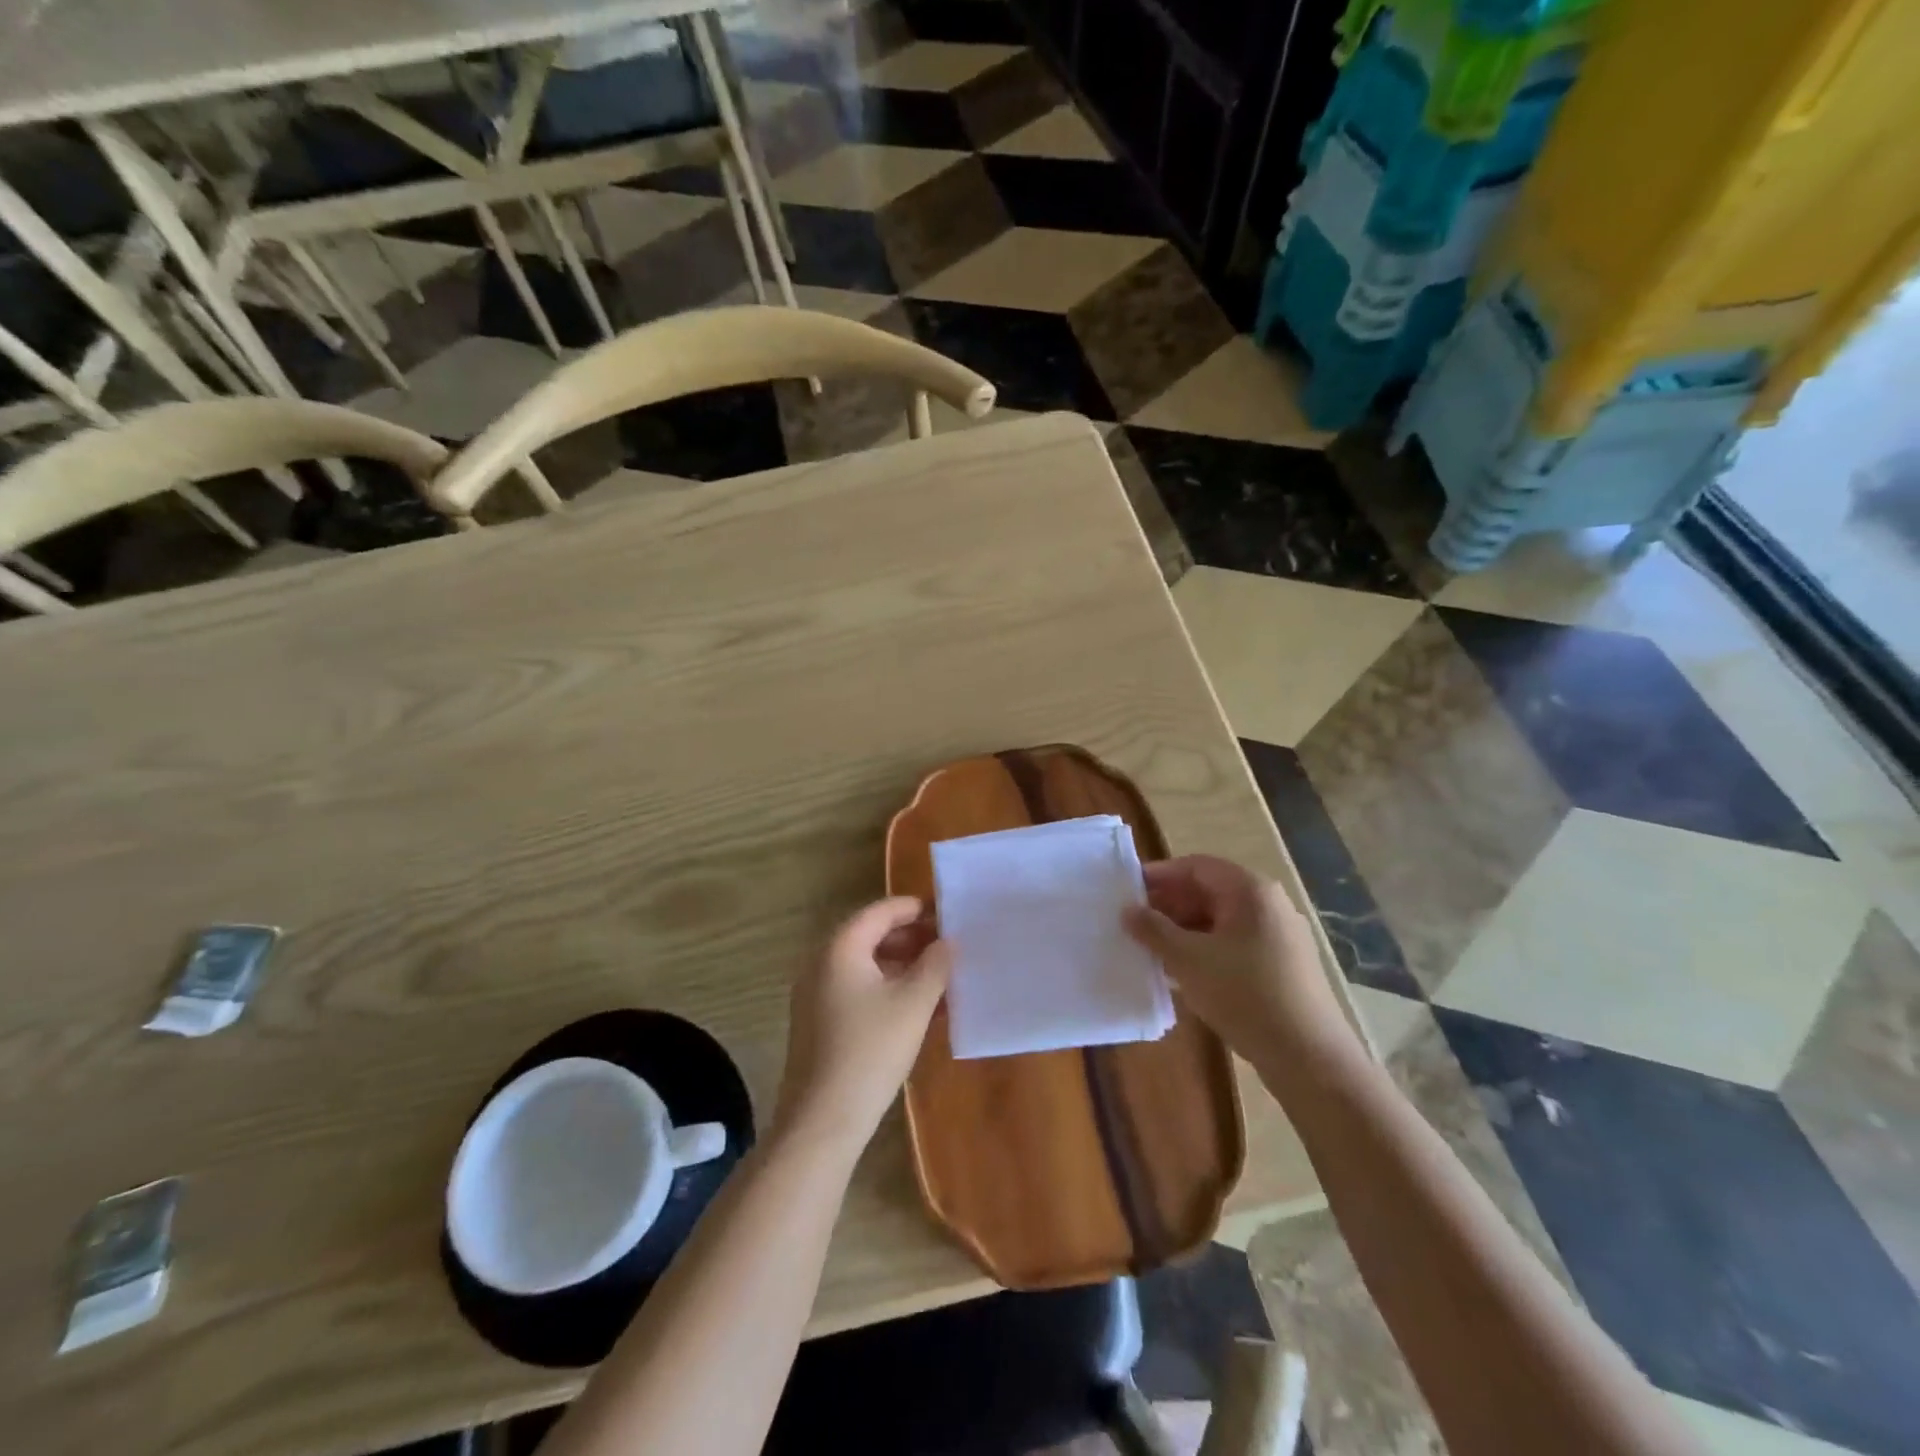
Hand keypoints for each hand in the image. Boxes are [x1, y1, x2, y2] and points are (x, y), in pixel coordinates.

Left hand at [773, 897, 951, 1152]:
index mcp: (840, 948)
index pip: (880, 911)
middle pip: (871, 936)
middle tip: (948, 947)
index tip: (946, 914)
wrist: (822, 1120)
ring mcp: (816, 994)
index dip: (914, 908)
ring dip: (903, 967)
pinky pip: (857, 990)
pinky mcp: (819, 1022)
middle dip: (912, 939)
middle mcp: (821, 963)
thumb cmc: (871, 1051)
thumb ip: (936, 965)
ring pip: (866, 966)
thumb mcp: (914, 1003)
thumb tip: (947, 942)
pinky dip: (887, 990)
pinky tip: (918, 1009)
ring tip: (940, 979)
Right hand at [1123, 855, 1358, 1077]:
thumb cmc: (1244, 993)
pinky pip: (1234, 943)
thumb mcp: (1188, 959)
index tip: (1127, 890)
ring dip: (1184, 930)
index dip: (1160, 875)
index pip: (1196, 866)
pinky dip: (1205, 949)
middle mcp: (1268, 904)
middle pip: (1210, 891)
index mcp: (1250, 890)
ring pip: (1220, 920)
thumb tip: (1128, 911)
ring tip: (1151, 949)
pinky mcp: (1282, 964)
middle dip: (1169, 905)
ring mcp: (1279, 935)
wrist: (1308, 1056)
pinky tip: (1182, 972)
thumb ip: (1153, 930)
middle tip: (1134, 923)